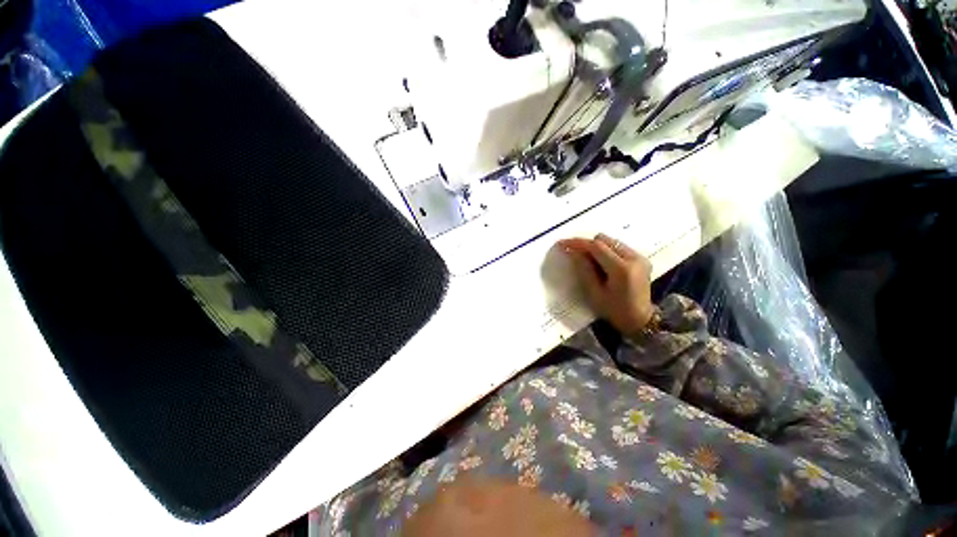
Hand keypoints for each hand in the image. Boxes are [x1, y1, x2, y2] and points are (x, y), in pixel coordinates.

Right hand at [557, 233, 653, 334]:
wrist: (640, 320)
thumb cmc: (614, 310)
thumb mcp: (594, 293)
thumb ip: (584, 270)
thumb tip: (573, 252)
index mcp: (621, 269)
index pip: (596, 246)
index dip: (577, 243)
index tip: (562, 243)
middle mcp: (633, 258)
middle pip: (604, 240)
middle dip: (587, 245)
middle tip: (575, 254)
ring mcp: (640, 257)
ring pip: (612, 241)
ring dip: (597, 248)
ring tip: (588, 261)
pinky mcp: (641, 259)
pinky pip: (619, 247)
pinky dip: (607, 251)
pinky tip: (602, 264)